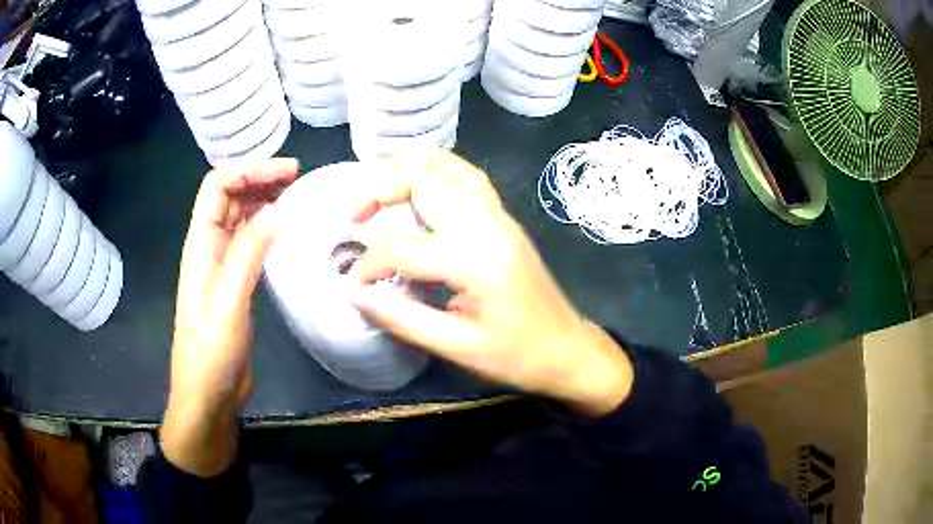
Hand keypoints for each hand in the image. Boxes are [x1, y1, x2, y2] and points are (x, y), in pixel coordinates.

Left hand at [161, 158, 297, 476]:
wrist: (207, 395)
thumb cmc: (210, 352)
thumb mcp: (228, 301)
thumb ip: (248, 253)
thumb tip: (276, 209)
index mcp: (200, 245)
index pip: (216, 187)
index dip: (248, 171)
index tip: (286, 172)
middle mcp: (210, 248)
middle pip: (230, 197)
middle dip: (259, 179)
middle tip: (299, 178)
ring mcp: (223, 267)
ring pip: (241, 219)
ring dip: (264, 201)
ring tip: (297, 197)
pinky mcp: (236, 285)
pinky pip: (250, 244)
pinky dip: (268, 229)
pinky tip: (286, 232)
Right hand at [350, 152, 632, 415]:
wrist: (567, 347)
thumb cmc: (517, 356)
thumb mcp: (458, 348)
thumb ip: (402, 319)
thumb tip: (355, 294)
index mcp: (476, 261)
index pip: (404, 247)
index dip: (369, 264)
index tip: (353, 283)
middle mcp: (488, 225)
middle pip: (425, 181)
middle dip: (379, 189)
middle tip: (353, 216)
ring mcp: (499, 215)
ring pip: (447, 167)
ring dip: (405, 168)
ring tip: (375, 189)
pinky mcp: (503, 217)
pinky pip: (466, 176)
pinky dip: (434, 169)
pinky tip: (415, 182)